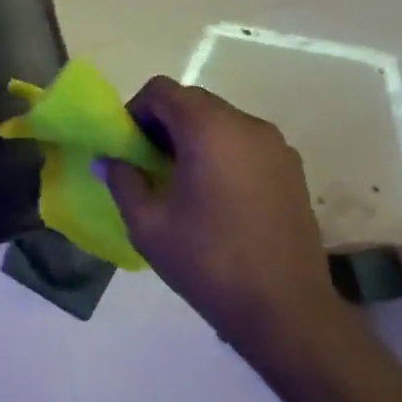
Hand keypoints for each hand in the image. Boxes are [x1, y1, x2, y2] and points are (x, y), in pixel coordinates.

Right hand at [105, 76, 342, 358]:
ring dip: (192, 137)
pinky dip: (220, 152)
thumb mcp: (147, 224)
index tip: (127, 147)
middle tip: (146, 164)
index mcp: (209, 130)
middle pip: (192, 101)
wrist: (285, 310)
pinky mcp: (292, 169)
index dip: (135, 111)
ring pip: (220, 120)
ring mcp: (276, 146)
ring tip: (179, 182)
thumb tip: (109, 160)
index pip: (162, 90)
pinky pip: (244, 142)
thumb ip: (122, 181)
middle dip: (162, 124)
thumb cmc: (208, 262)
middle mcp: (247, 125)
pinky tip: (213, 195)